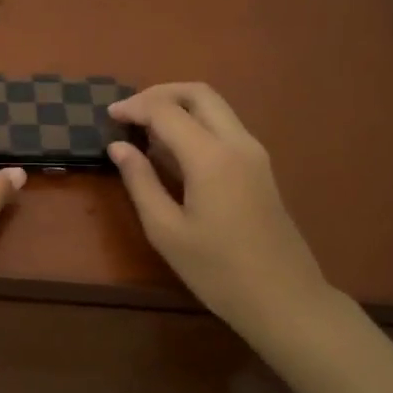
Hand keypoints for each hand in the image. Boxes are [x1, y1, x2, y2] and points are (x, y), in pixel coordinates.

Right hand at [107, 83, 333, 342]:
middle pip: (198, 93)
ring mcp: (254, 153)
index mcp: (211, 157)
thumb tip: (118, 147)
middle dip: (159, 94)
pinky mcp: (260, 167)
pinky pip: (224, 126)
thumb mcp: (166, 231)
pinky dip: (195, 123)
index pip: (166, 111)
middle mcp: (237, 143)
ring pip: (215, 107)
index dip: (134, 107)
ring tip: (145, 129)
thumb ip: (140, 182)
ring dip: (178, 106)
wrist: (284, 299)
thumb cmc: (218, 270)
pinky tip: (173, 149)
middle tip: (129, 112)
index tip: (108, 117)